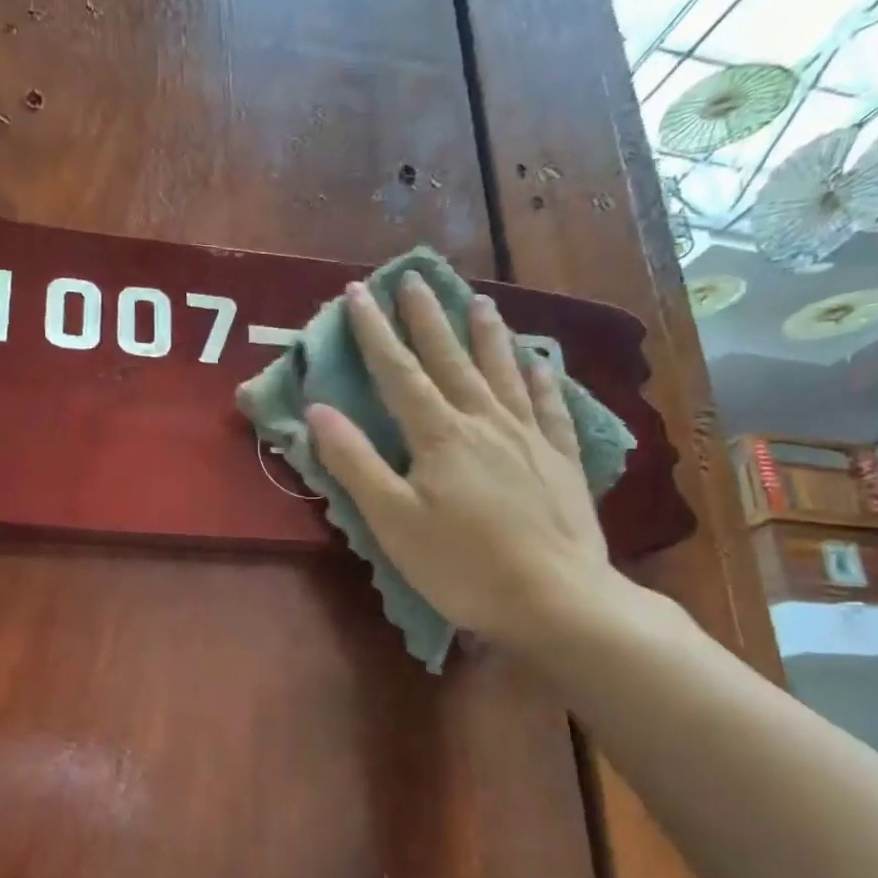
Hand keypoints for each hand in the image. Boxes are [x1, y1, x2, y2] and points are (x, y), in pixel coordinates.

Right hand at [307, 274, 629, 661]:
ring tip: (478, 300)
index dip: (374, 331)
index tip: (358, 292)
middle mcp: (484, 421)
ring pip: (502, 371)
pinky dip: (541, 378)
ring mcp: (528, 437)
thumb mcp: (392, 520)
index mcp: (438, 435)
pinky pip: (549, 406)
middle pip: (450, 359)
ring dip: (486, 334)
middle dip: (427, 318)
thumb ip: (354, 462)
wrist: (557, 599)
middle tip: (413, 278)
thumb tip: (317, 410)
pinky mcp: (559, 459)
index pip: (398, 372)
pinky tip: (538, 360)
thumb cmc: (462, 565)